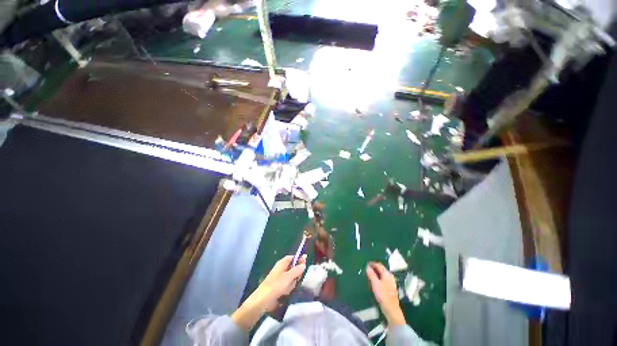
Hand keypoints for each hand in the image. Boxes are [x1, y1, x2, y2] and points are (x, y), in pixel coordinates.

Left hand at [232, 255, 305, 330]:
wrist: (263, 300)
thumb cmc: (276, 285)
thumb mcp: (289, 277)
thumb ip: (297, 270)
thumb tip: (304, 263)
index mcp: (282, 263)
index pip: (293, 257)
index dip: (299, 259)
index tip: (304, 265)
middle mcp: (281, 268)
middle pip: (293, 268)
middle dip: (296, 274)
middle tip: (297, 279)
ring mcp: (280, 278)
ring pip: (292, 277)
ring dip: (292, 283)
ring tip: (289, 288)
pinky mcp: (279, 286)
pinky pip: (288, 285)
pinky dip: (289, 288)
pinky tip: (286, 293)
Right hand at [366, 262, 405, 325]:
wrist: (391, 310)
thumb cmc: (383, 295)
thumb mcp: (375, 284)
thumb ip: (371, 274)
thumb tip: (367, 267)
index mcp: (387, 274)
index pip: (379, 265)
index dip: (372, 263)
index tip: (366, 264)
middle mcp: (390, 276)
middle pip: (381, 269)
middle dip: (374, 268)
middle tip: (367, 269)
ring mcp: (391, 282)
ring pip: (382, 274)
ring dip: (376, 273)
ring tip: (369, 275)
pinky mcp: (390, 288)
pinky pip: (383, 279)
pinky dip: (378, 278)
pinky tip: (375, 282)